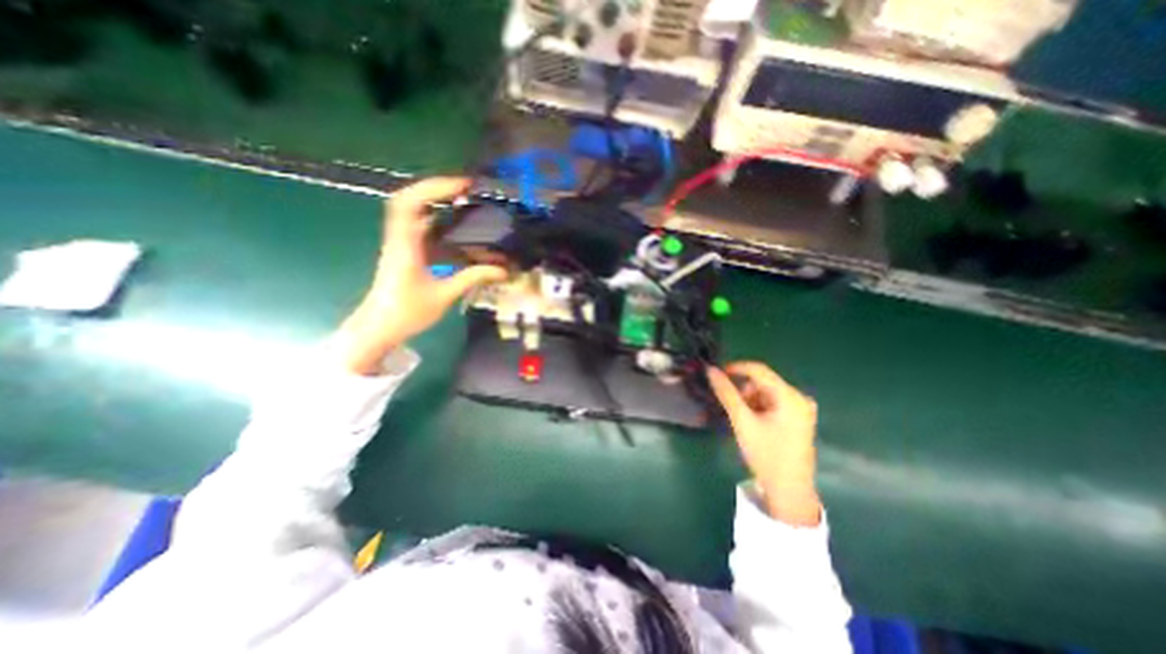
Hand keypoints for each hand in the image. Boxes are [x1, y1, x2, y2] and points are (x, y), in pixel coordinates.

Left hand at [336, 177, 502, 376]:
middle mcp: (399, 238)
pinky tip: (456, 225)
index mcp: (404, 245)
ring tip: (465, 201)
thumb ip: (472, 278)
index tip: (463, 185)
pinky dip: (437, 219)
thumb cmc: (407, 312)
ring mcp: (401, 243)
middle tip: (466, 189)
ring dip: (436, 201)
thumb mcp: (443, 296)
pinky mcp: (405, 251)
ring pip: (413, 212)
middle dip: (436, 188)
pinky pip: (420, 227)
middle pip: (409, 200)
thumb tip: (503, 270)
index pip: (411, 204)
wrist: (379, 327)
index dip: (434, 188)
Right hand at [705, 362, 822, 526]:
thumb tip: (710, 370)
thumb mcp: (742, 421)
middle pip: (763, 381)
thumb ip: (726, 393)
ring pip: (767, 392)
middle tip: (730, 406)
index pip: (759, 370)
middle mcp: (800, 397)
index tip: (716, 375)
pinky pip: (773, 402)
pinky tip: (753, 422)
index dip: (735, 368)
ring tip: (741, 419)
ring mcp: (801, 409)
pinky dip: (758, 407)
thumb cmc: (766, 454)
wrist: (789, 491)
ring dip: (750, 399)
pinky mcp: (799, 418)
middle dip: (743, 390)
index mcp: (790, 396)